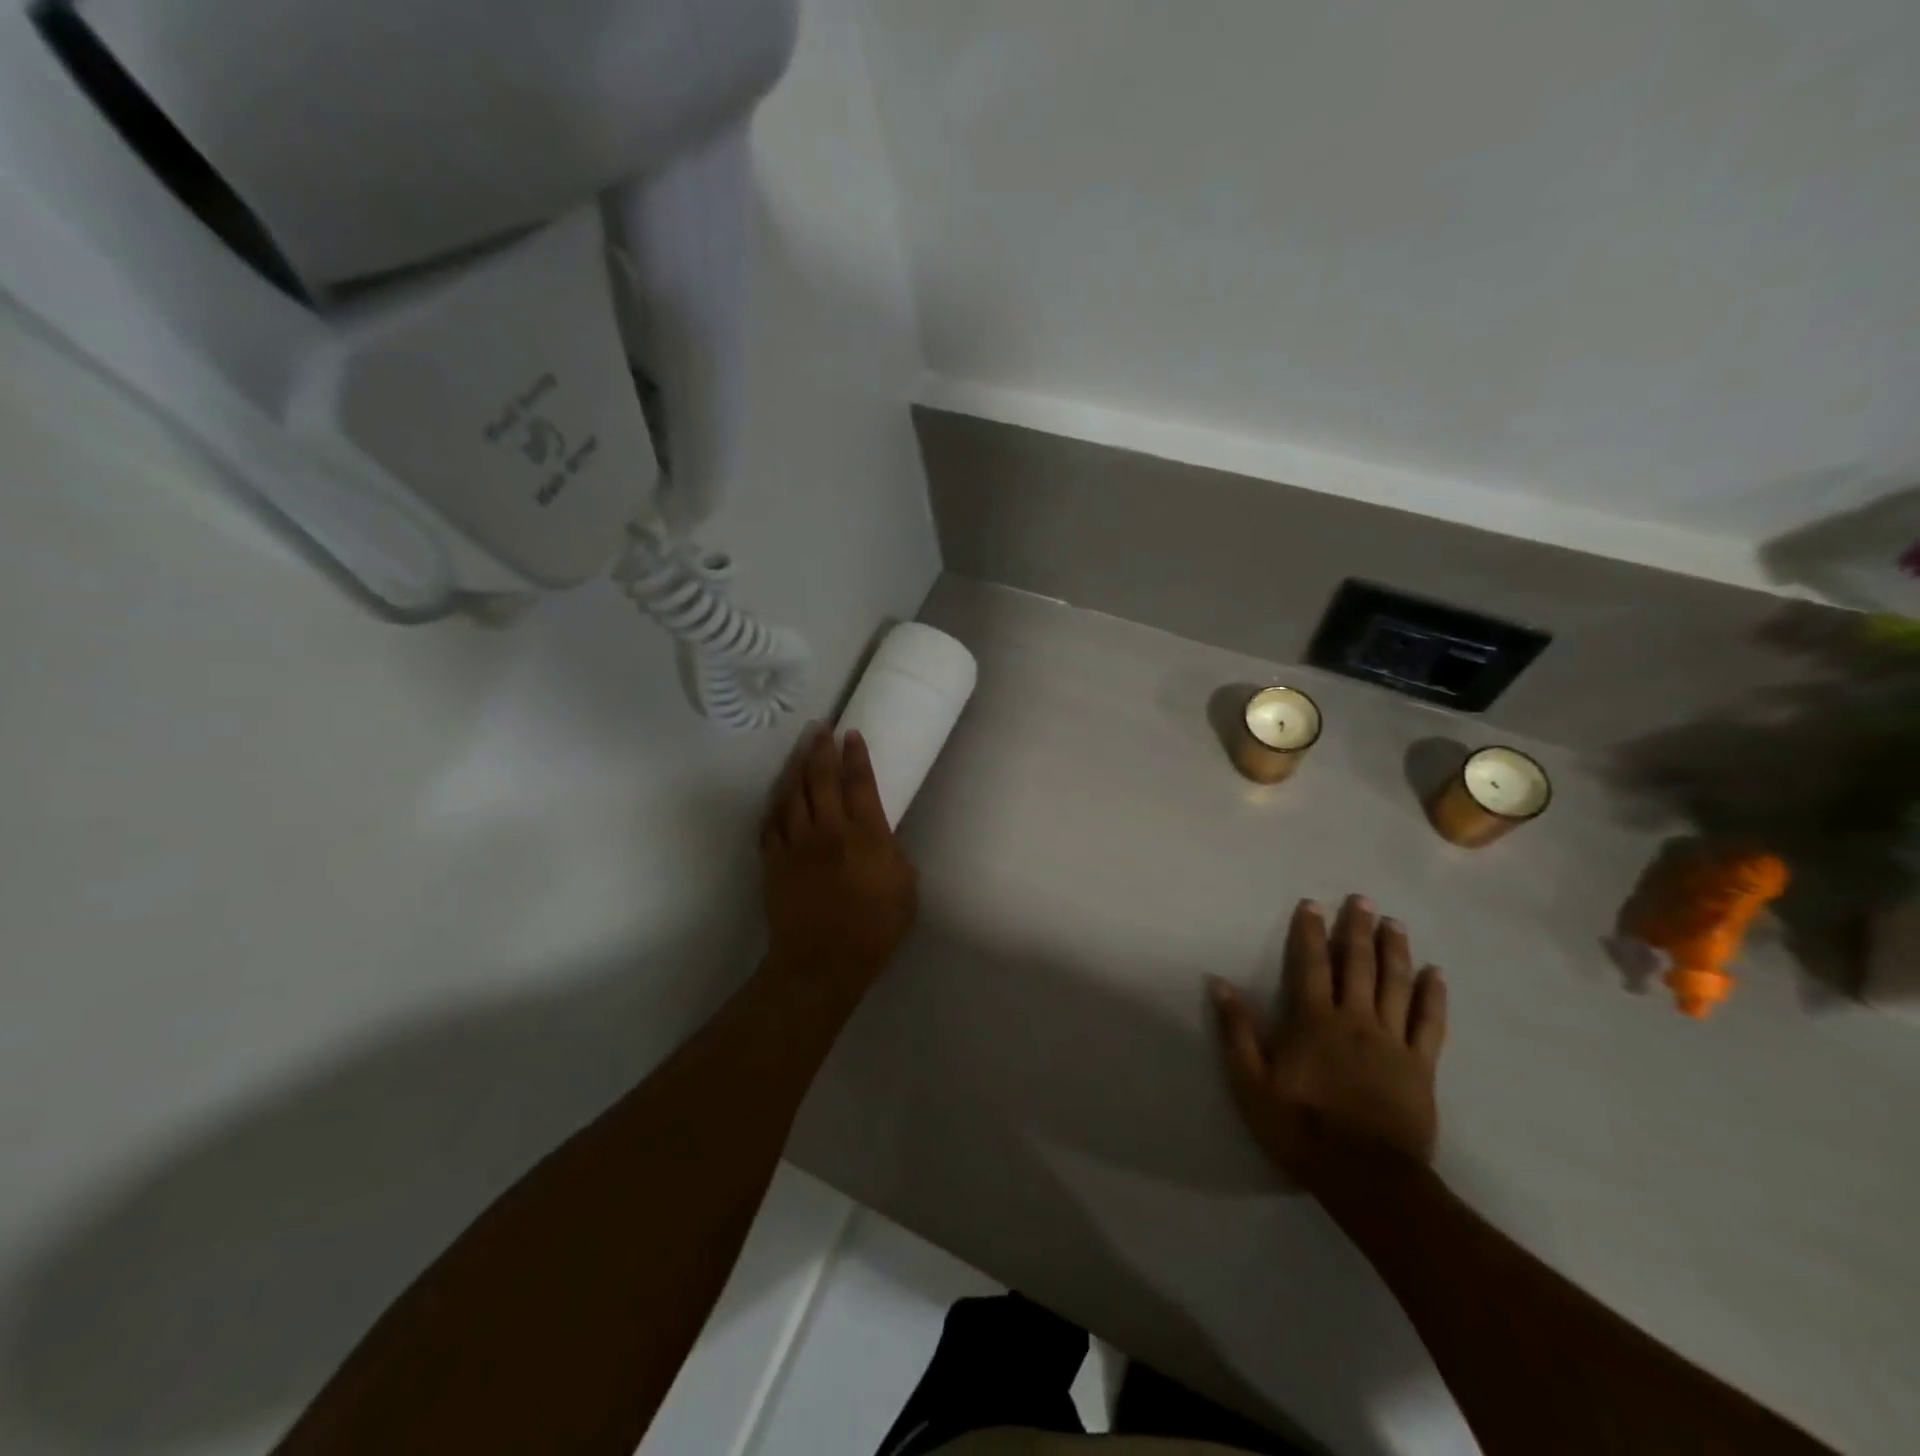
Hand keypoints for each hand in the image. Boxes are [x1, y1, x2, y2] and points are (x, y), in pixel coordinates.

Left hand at [760, 727, 918, 1001]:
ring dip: (796, 767)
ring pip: (791, 794)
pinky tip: (778, 796)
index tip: (852, 734)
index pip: (860, 783)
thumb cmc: (874, 929)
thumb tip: (881, 837)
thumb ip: (894, 854)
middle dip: (821, 749)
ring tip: (801, 749)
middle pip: (820, 778)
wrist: (822, 963)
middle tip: (821, 728)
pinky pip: (771, 822)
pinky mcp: (773, 861)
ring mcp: (796, 844)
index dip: (856, 755)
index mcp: (866, 836)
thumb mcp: (905, 889)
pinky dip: (775, 804)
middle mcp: (829, 830)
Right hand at [1210, 896, 1446, 1184]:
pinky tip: (1436, 974)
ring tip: (1394, 923)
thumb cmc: (1301, 1129)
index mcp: (1314, 1021)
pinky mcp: (1420, 1066)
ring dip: (1395, 950)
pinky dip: (1433, 996)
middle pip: (1358, 965)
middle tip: (1362, 900)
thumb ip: (1237, 1030)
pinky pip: (1430, 1023)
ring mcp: (1393, 1042)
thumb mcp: (1251, 1083)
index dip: (1309, 933)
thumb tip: (1219, 982)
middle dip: (1357, 930)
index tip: (1312, 905)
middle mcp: (1356, 1020)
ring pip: (1396, 985)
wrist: (1367, 1179)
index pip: (1310, 965)